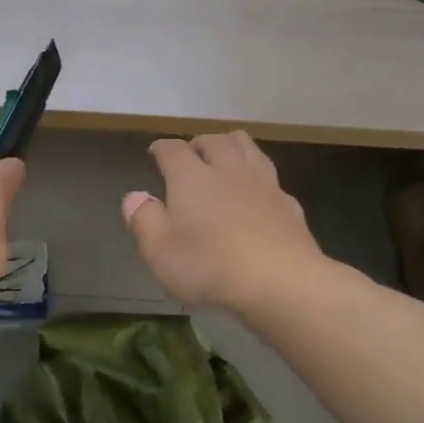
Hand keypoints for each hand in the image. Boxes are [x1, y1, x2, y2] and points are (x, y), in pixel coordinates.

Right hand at [122, 131, 325, 311]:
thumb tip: (134, 196)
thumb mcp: (160, 252)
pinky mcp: (288, 203)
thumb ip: (143, 220)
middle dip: (198, 143)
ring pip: (247, 147)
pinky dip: (257, 177)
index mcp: (191, 177)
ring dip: (231, 146)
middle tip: (190, 155)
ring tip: (223, 159)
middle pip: (214, 140)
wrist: (283, 283)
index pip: (172, 149)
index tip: (155, 153)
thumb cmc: (211, 267)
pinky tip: (255, 193)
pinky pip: (270, 177)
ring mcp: (263, 183)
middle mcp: (227, 170)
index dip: (161, 148)